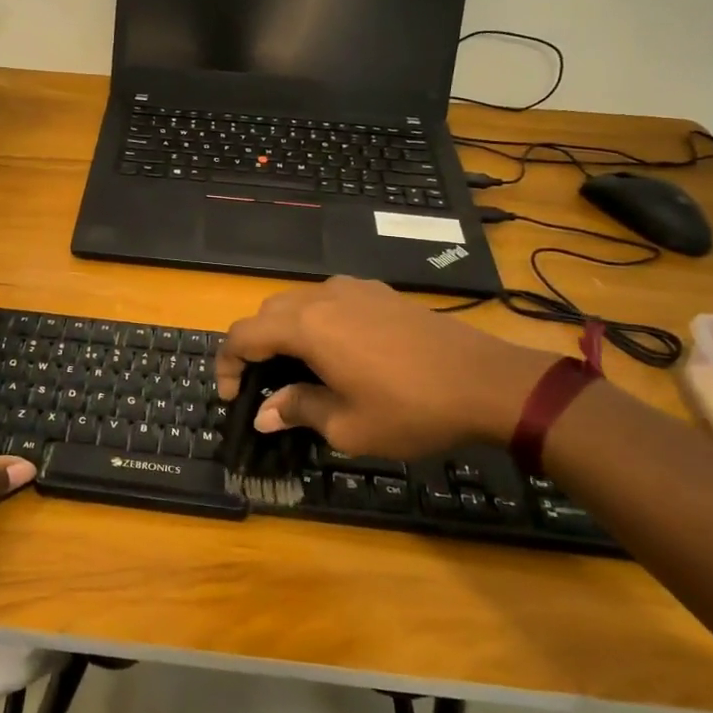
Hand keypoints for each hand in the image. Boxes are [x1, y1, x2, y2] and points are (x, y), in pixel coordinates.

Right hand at [216, 278, 558, 458]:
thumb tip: (263, 414)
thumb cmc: (411, 409)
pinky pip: (328, 298)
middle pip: (266, 313)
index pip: (243, 335)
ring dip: (283, 332)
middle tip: (262, 387)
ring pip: (297, 302)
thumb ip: (298, 411)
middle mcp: (322, 296)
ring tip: (297, 369)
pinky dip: (314, 321)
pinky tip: (336, 351)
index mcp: (306, 326)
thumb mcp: (348, 424)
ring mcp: (353, 288)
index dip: (227, 365)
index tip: (233, 397)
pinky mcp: (378, 291)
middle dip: (253, 348)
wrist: (486, 381)